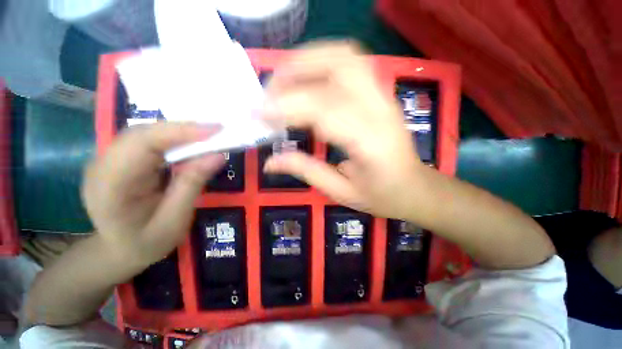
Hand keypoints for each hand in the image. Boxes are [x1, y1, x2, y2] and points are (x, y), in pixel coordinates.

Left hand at [82, 123, 224, 265]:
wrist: (119, 251)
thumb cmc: (147, 243)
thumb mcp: (175, 220)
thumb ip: (192, 185)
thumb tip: (217, 156)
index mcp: (109, 187)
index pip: (141, 144)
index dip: (180, 132)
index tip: (215, 130)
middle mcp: (101, 166)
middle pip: (142, 133)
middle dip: (182, 129)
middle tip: (217, 131)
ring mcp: (107, 160)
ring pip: (144, 134)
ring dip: (178, 132)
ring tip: (208, 136)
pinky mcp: (119, 160)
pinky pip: (145, 141)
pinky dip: (171, 139)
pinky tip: (189, 143)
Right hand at [263, 42, 426, 219]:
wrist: (414, 187)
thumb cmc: (381, 195)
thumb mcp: (341, 191)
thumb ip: (305, 171)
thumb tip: (269, 162)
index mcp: (370, 143)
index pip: (324, 110)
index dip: (287, 107)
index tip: (259, 115)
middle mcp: (380, 110)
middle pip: (338, 66)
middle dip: (295, 72)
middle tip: (269, 93)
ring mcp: (384, 96)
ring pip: (345, 56)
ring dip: (307, 60)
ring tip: (283, 81)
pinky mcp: (381, 93)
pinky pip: (350, 62)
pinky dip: (321, 62)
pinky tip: (305, 79)